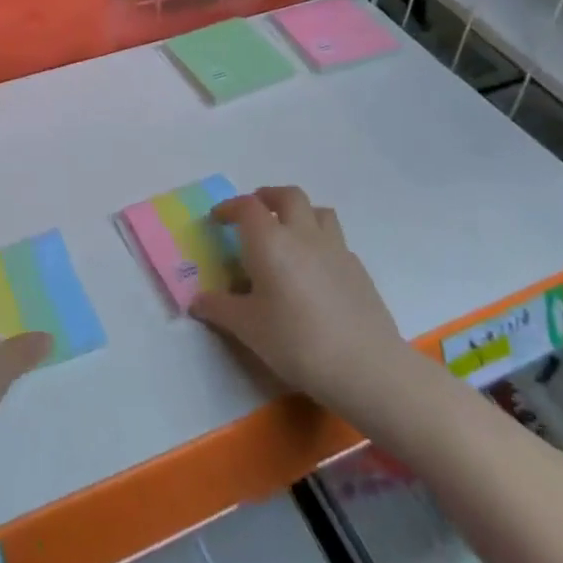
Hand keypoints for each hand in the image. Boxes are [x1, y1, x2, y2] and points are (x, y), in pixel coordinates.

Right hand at [189, 188, 408, 421]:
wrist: (365, 366)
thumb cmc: (296, 342)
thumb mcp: (248, 329)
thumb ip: (220, 309)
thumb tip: (197, 300)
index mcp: (270, 241)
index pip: (247, 207)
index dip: (229, 207)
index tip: (218, 219)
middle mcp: (303, 234)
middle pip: (287, 196)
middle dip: (267, 198)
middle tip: (254, 214)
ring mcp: (335, 248)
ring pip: (318, 211)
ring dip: (300, 213)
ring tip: (289, 232)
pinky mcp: (358, 268)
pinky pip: (335, 240)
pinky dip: (320, 242)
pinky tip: (315, 270)